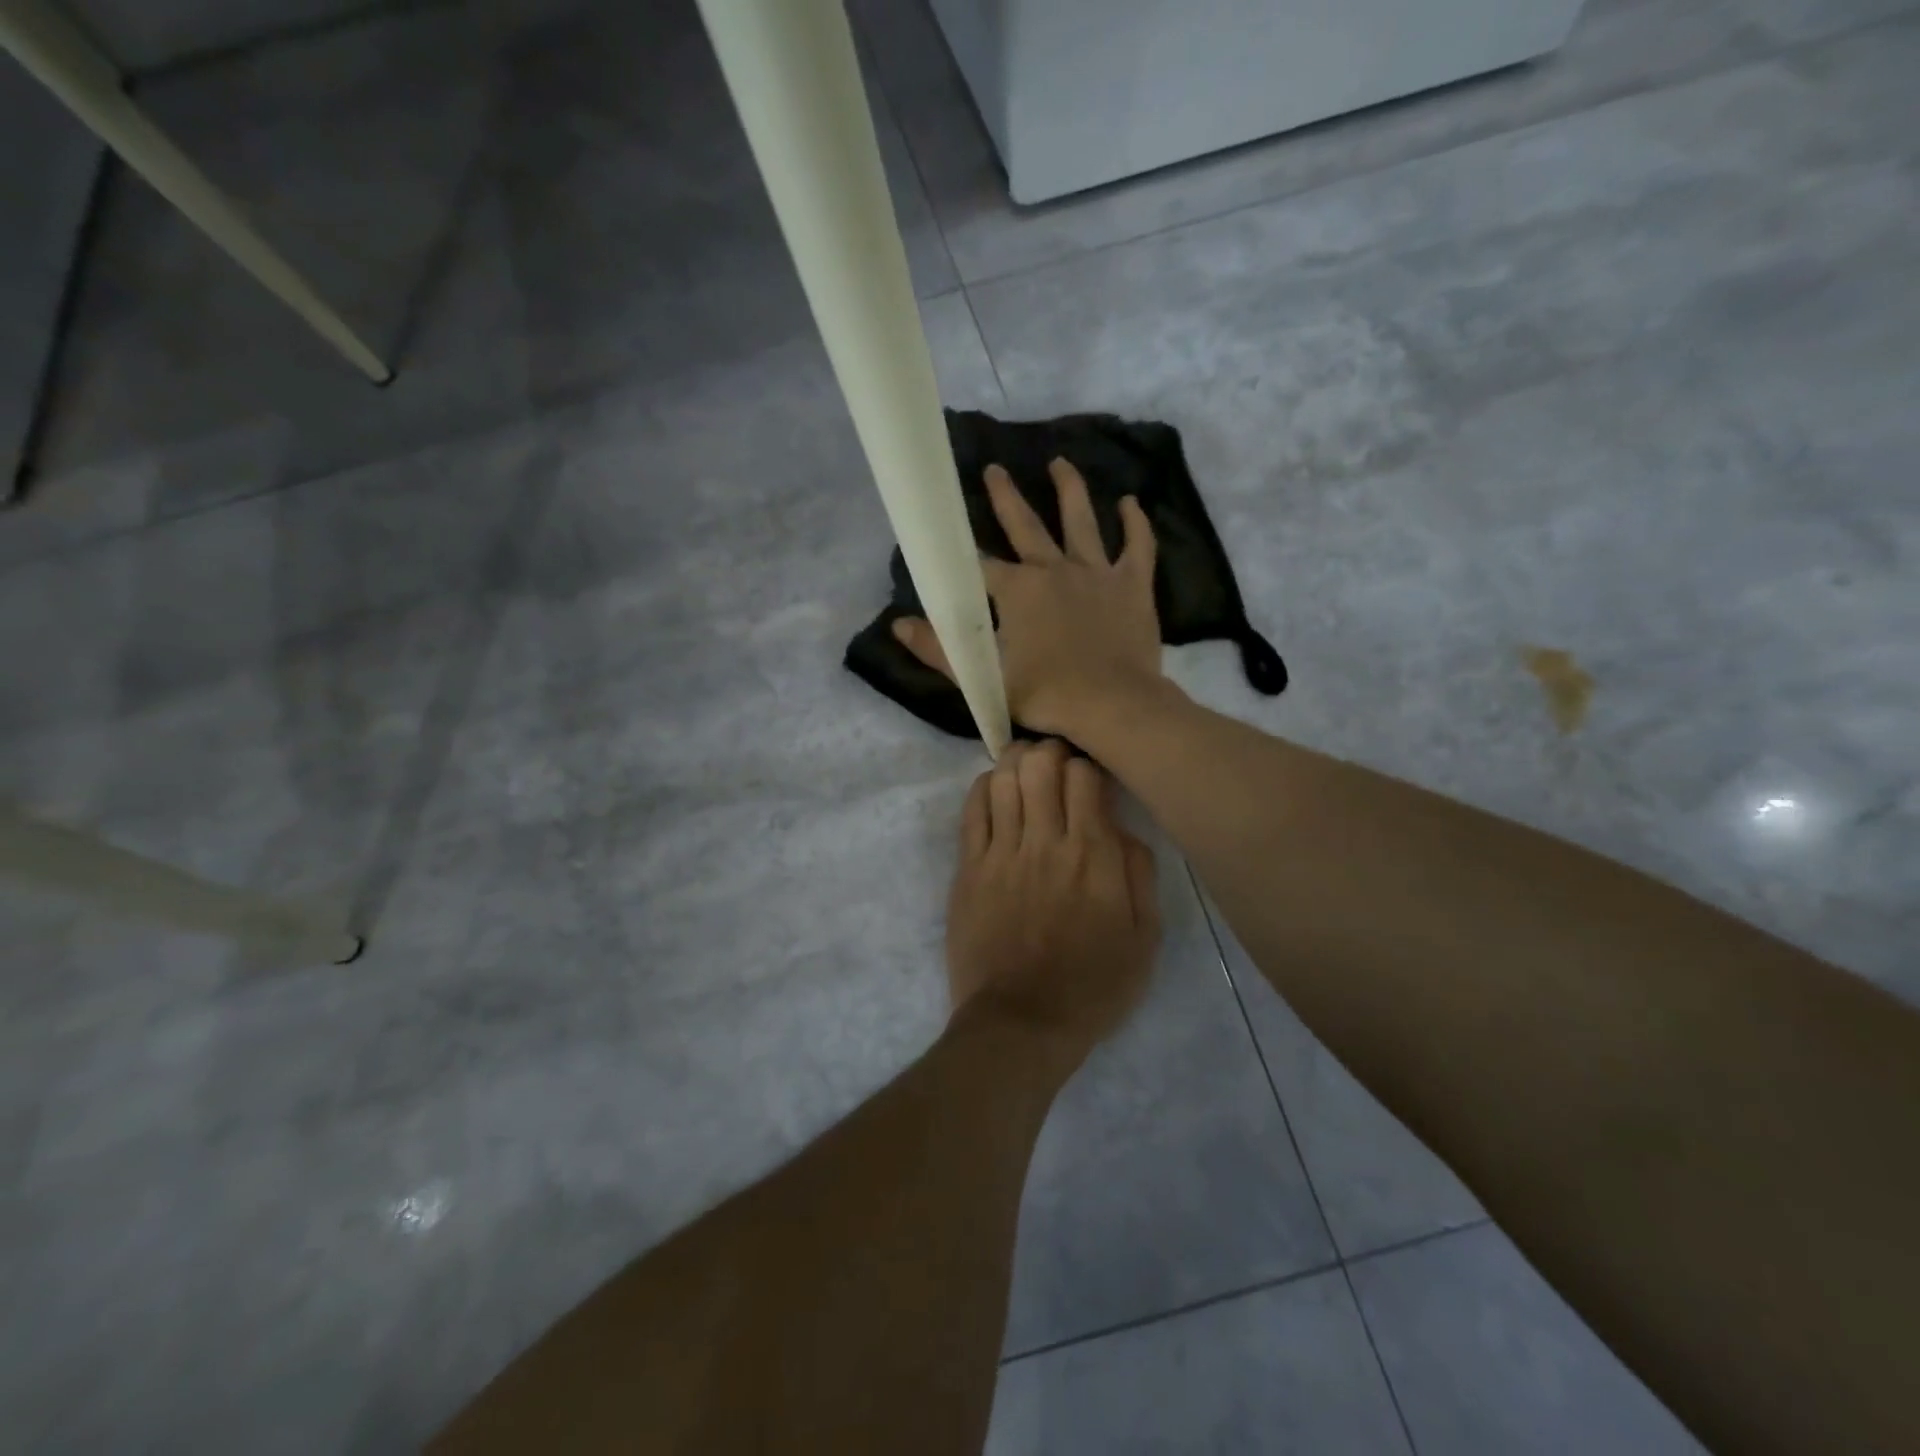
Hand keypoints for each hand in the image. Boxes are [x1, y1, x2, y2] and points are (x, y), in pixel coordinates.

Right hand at [894, 459, 1163, 739]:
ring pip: (1081, 522)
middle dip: (1005, 497)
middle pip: (1025, 525)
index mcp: (1016, 590)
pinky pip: (1137, 546)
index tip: (947, 537)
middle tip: (994, 469)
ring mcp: (1096, 573)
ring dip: (1069, 489)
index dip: (960, 553)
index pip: (979, 565)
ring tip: (1060, 462)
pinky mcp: (1132, 585)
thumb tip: (899, 626)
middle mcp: (1053, 569)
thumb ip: (939, 650)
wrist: (1113, 705)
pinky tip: (1130, 503)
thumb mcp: (985, 677)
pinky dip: (1135, 524)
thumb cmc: (1046, 693)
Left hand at [944, 740, 1161, 1059]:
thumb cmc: (1092, 986)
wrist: (1021, 1023)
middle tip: (1056, 761)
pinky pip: (972, 809)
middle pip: (1041, 764)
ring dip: (1016, 762)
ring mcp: (1001, 852)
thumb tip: (1123, 828)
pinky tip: (995, 789)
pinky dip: (984, 787)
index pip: (1085, 776)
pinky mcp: (968, 868)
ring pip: (1003, 778)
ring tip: (1025, 768)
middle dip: (1051, 750)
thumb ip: (1139, 874)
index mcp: (1093, 856)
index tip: (1091, 775)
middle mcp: (1045, 842)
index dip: (1088, 764)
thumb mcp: (1145, 938)